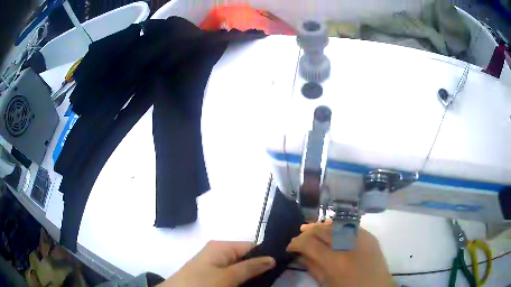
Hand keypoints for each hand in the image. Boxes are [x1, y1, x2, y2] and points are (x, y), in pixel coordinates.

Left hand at [159, 241, 274, 286]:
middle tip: (271, 279)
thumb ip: (250, 267)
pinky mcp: (210, 275)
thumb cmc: (201, 284)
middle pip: (246, 257)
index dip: (266, 256)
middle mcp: (218, 252)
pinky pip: (231, 275)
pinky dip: (239, 280)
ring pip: (239, 268)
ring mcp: (213, 264)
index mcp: (221, 247)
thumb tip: (272, 257)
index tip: (280, 267)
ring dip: (249, 276)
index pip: (251, 246)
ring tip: (261, 284)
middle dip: (258, 268)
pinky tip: (246, 286)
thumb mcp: (228, 277)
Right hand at [287, 222, 395, 286]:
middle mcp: (348, 246)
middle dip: (307, 232)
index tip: (290, 247)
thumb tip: (299, 254)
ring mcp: (361, 238)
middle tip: (299, 237)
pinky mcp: (370, 236)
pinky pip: (350, 226)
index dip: (296, 243)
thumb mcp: (326, 284)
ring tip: (311, 228)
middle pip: (322, 230)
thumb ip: (311, 267)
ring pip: (335, 224)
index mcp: (335, 262)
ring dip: (321, 226)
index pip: (309, 244)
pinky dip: (337, 226)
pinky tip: (330, 228)